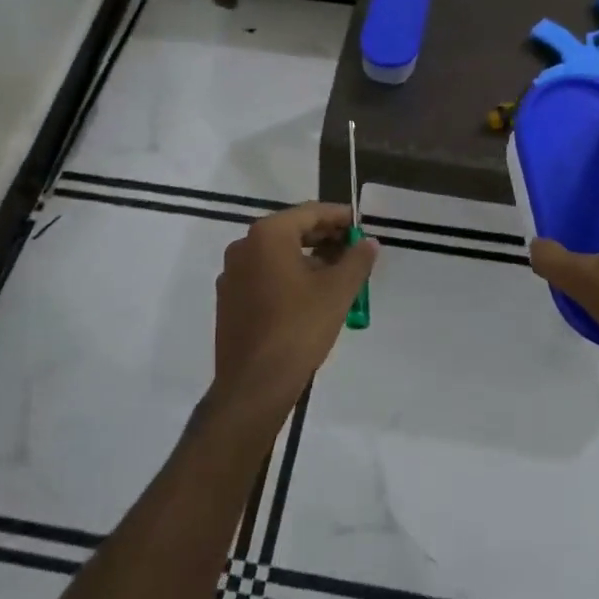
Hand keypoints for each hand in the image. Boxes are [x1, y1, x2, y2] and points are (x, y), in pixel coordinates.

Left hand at [211, 201, 378, 419]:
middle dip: (325, 238)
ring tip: (337, 275)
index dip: (339, 217)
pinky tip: (310, 296)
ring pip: (277, 255)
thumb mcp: (338, 291)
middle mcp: (244, 247)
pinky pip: (264, 276)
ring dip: (308, 259)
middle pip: (292, 231)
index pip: (310, 213)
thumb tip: (369, 242)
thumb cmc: (299, 328)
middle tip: (354, 250)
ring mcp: (232, 274)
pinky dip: (288, 276)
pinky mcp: (229, 300)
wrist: (254, 385)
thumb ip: (357, 260)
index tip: (362, 226)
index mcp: (268, 235)